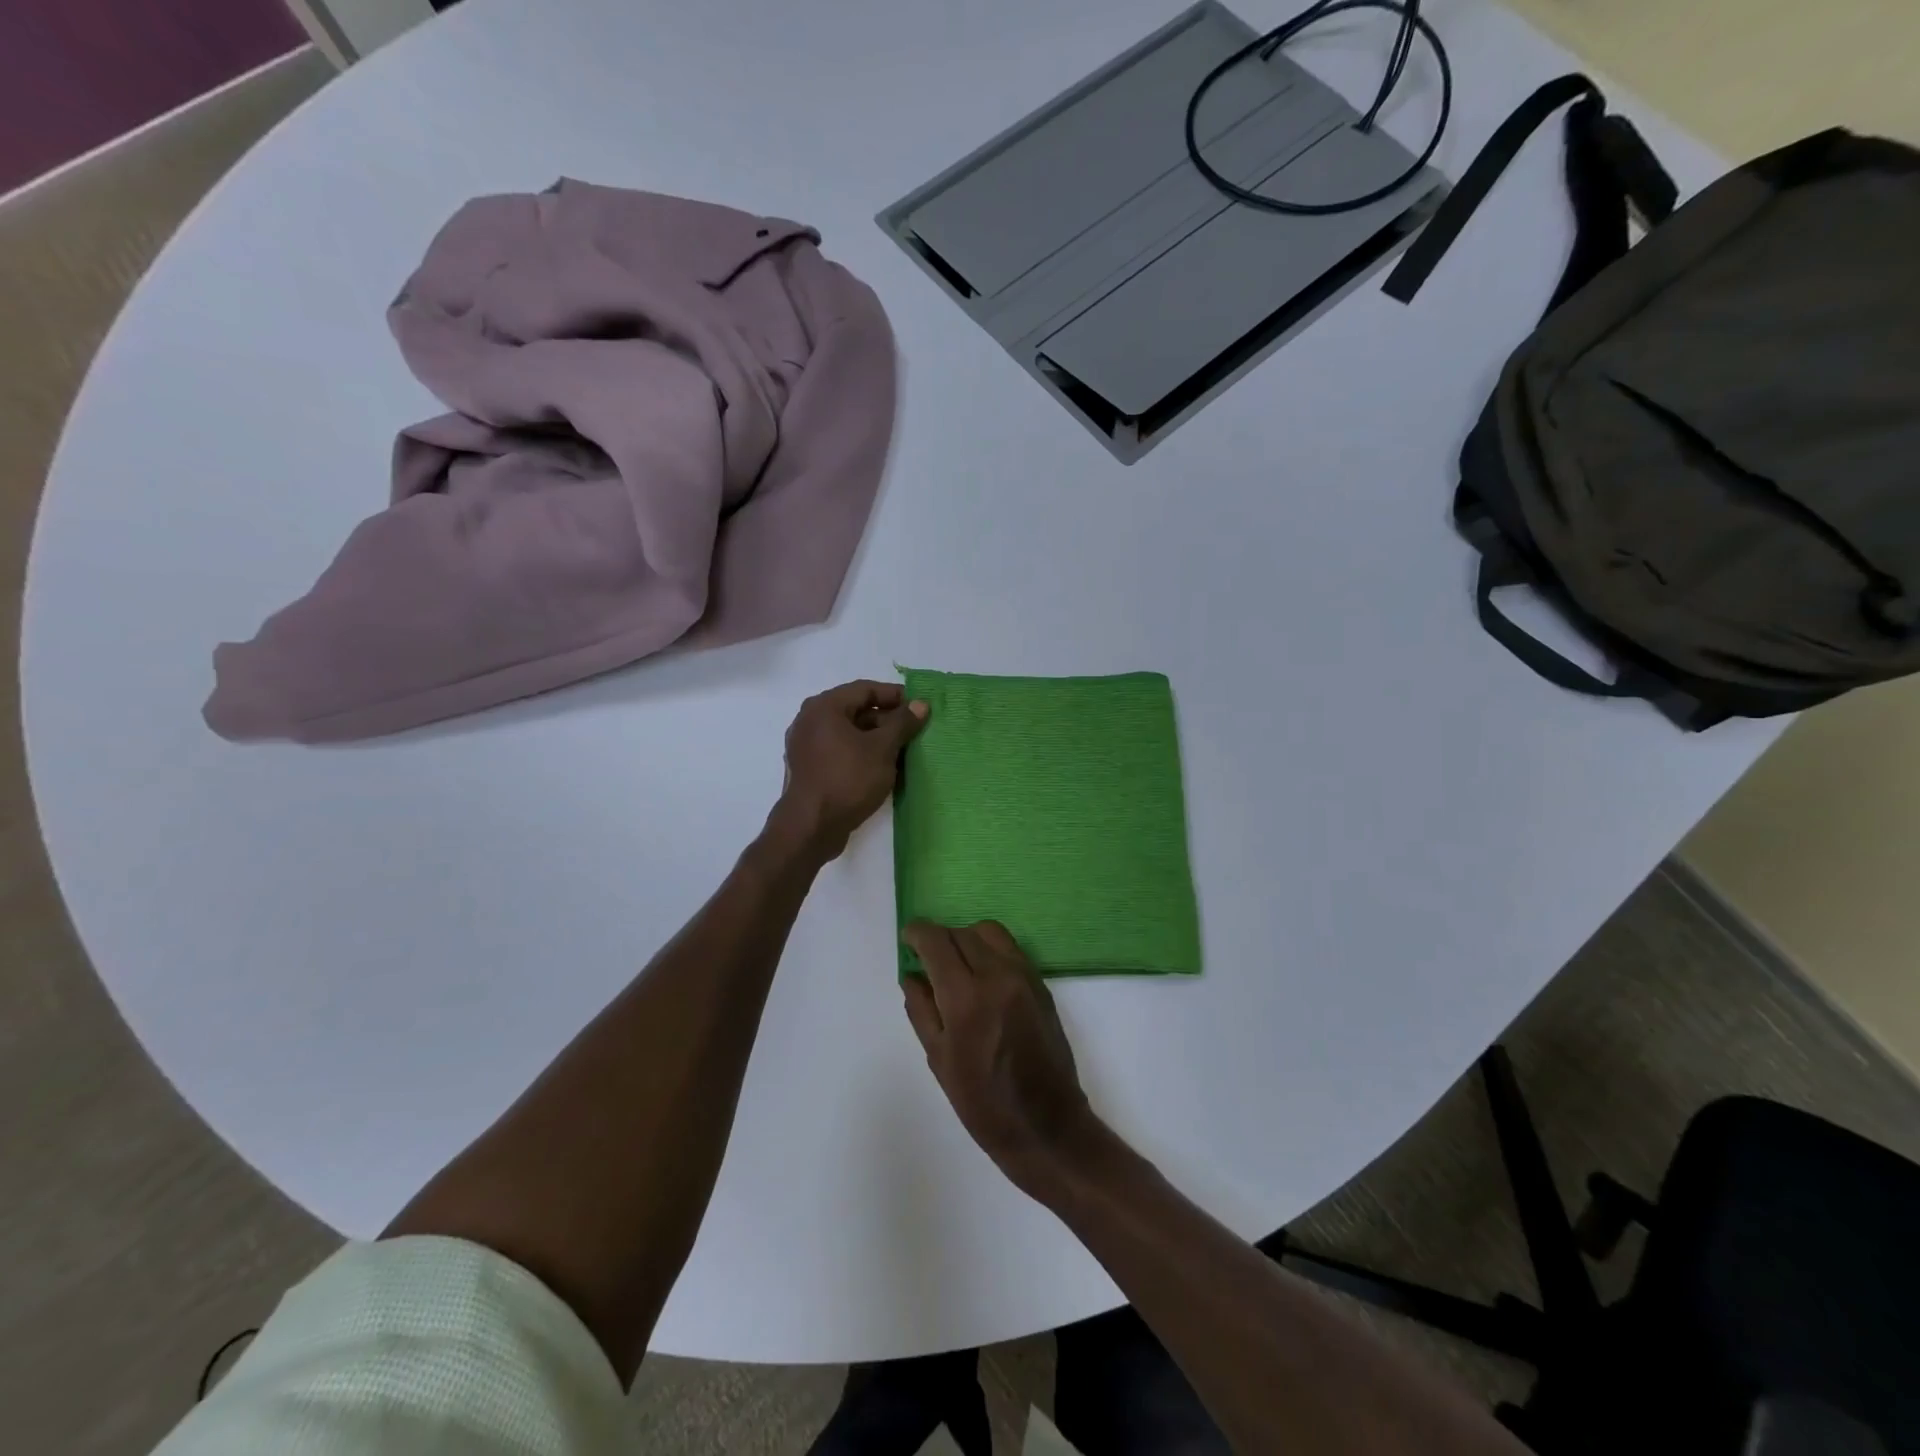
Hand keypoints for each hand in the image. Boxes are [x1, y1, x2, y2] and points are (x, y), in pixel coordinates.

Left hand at [771, 680, 927, 860]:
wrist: (811, 827)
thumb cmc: (848, 779)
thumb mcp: (882, 749)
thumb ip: (902, 723)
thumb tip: (920, 704)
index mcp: (824, 707)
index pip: (865, 689)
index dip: (894, 695)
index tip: (918, 706)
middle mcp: (809, 720)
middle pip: (855, 710)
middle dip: (886, 719)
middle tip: (913, 730)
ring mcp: (805, 745)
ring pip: (847, 733)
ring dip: (875, 738)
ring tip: (902, 750)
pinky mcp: (808, 768)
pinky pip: (839, 751)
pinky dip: (860, 753)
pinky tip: (880, 768)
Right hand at [902, 921, 1102, 1195]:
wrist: (1047, 1126)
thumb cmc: (984, 1103)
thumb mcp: (939, 1059)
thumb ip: (921, 1010)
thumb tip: (913, 975)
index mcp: (966, 997)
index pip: (937, 941)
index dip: (918, 933)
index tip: (908, 939)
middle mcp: (998, 975)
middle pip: (962, 932)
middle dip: (940, 939)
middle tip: (927, 959)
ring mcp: (1024, 977)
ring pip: (989, 932)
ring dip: (966, 939)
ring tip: (956, 965)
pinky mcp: (1041, 984)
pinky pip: (1010, 949)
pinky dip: (989, 950)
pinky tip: (981, 977)